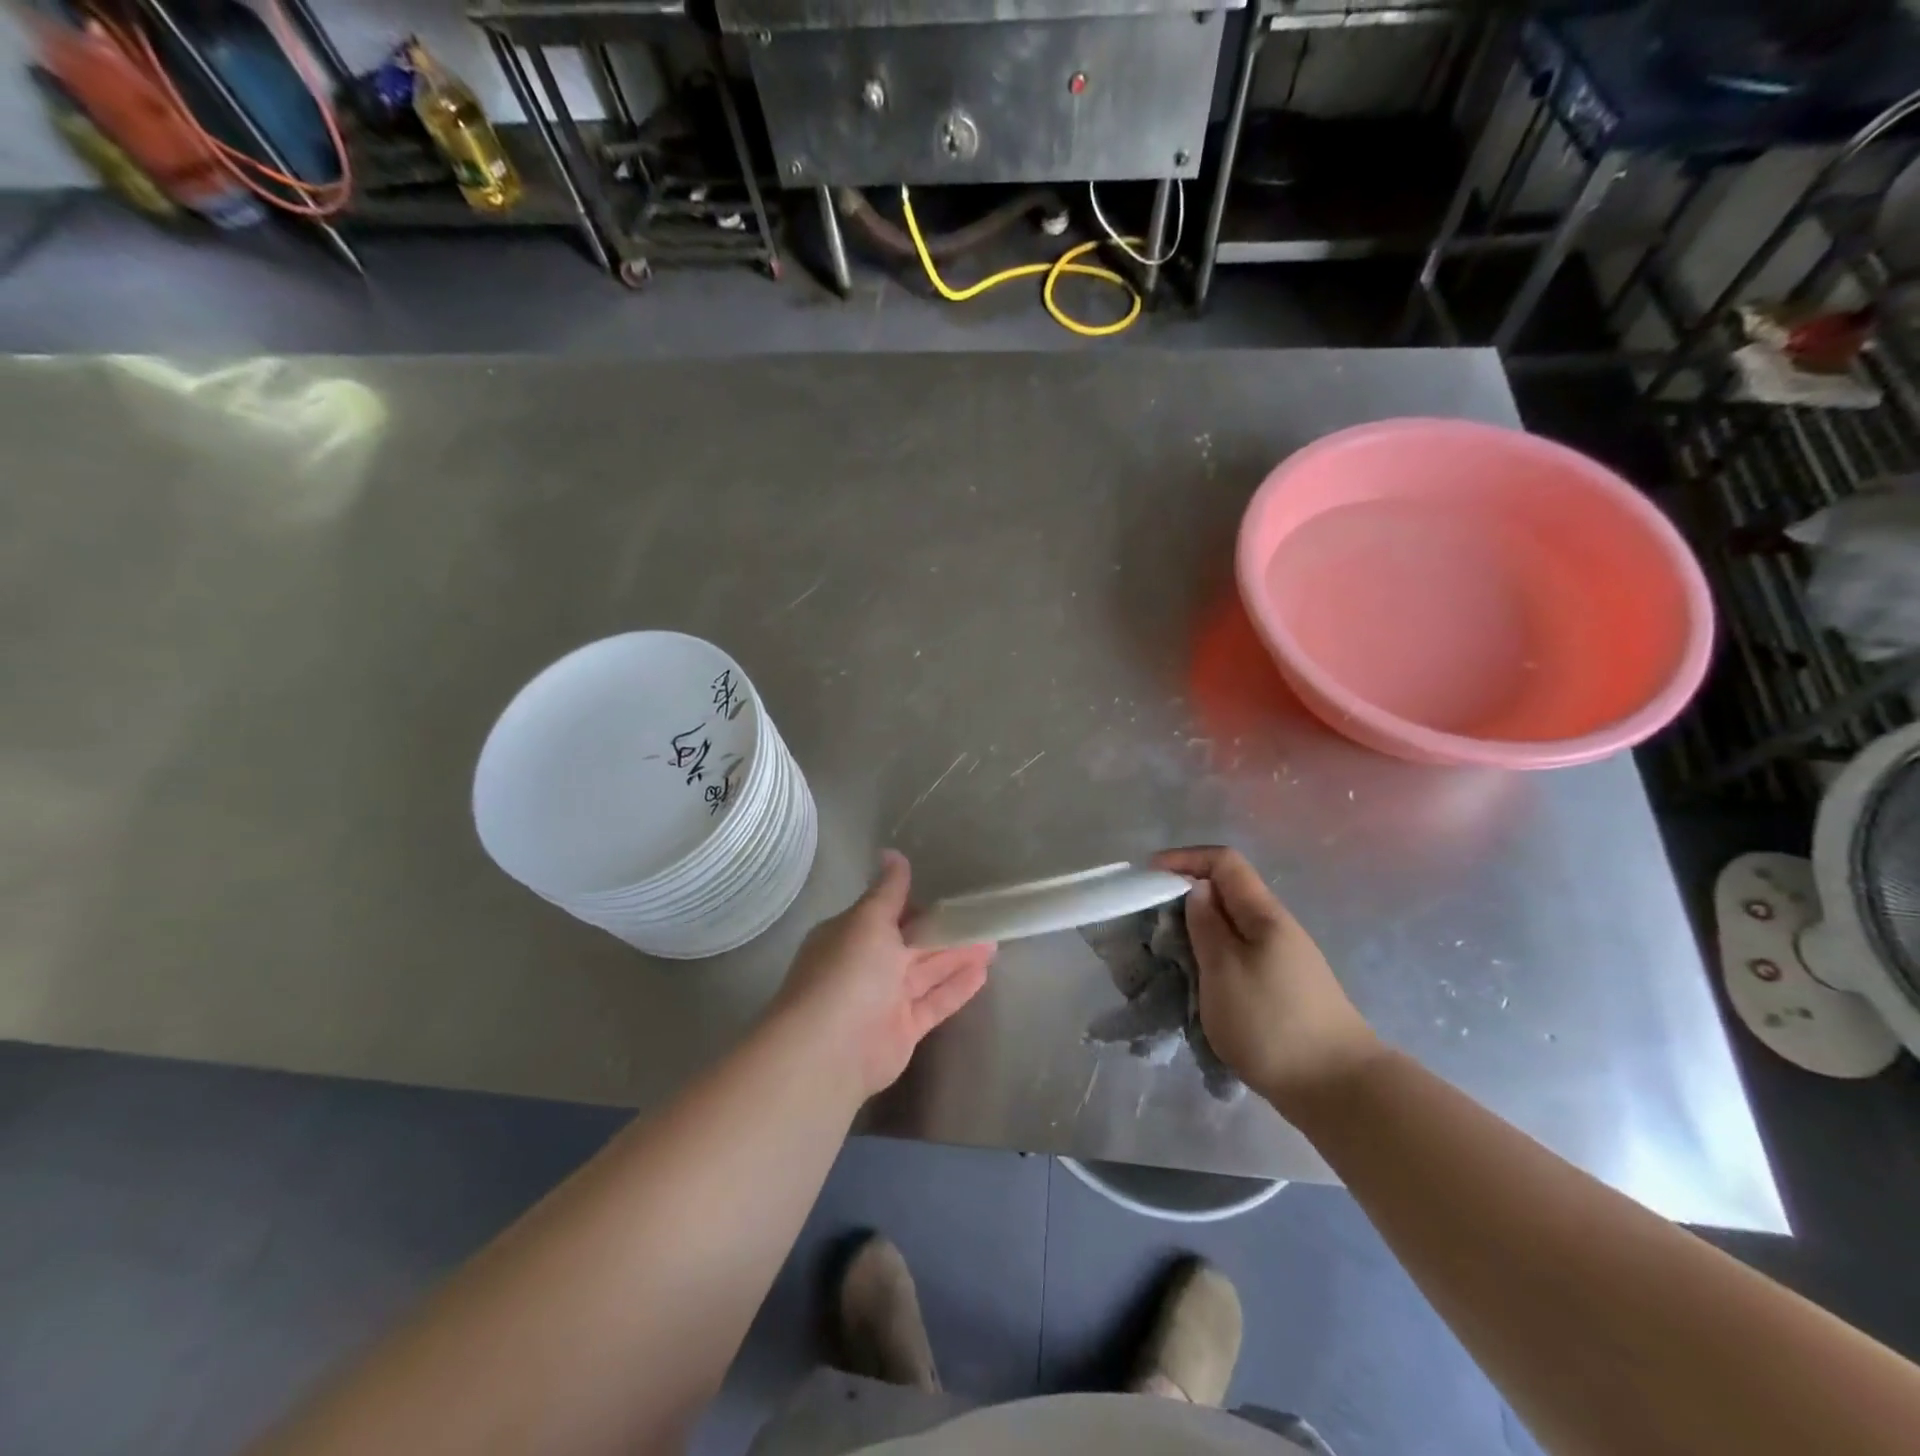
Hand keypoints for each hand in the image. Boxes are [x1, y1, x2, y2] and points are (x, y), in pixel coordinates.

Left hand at [773, 851, 994, 1099]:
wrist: (830, 1050)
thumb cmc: (848, 972)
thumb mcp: (868, 920)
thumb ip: (888, 890)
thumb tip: (892, 853)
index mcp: (852, 935)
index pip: (888, 913)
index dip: (917, 905)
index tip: (948, 895)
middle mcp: (866, 965)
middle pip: (912, 944)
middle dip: (945, 931)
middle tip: (983, 917)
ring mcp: (885, 999)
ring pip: (927, 972)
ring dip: (958, 956)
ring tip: (993, 941)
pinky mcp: (904, 1029)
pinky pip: (934, 1002)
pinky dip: (957, 987)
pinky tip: (984, 972)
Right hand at [1155, 846, 1381, 1111]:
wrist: (1338, 1090)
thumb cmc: (1272, 1023)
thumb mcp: (1225, 969)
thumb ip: (1206, 925)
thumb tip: (1197, 890)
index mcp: (1264, 915)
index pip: (1224, 862)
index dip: (1184, 859)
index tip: (1148, 876)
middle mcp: (1275, 929)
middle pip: (1226, 895)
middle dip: (1183, 900)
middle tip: (1149, 925)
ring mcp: (1281, 961)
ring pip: (1230, 931)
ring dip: (1194, 935)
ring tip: (1166, 959)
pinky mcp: (1280, 990)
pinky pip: (1236, 959)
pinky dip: (1209, 962)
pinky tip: (1196, 988)